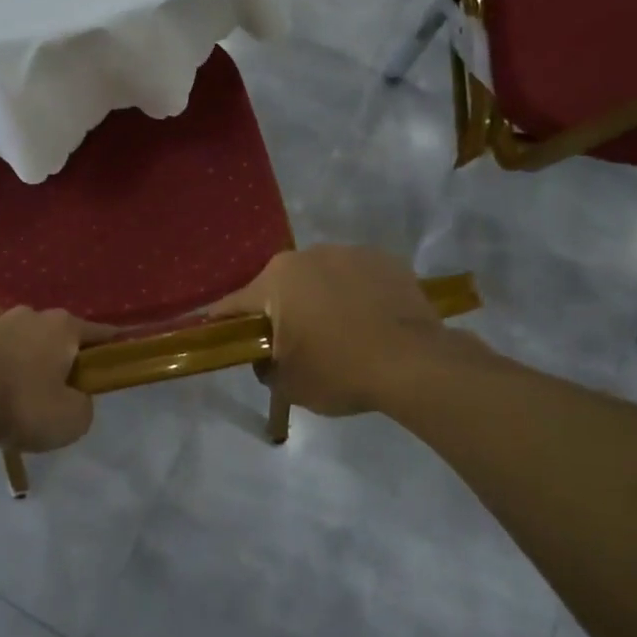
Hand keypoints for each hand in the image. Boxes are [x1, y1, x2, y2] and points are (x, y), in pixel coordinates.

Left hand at [0, 309, 111, 452]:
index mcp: (64, 327)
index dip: (111, 346)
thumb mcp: (71, 419)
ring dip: (26, 358)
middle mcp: (32, 315)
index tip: (118, 355)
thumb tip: (75, 397)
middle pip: (57, 335)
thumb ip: (83, 405)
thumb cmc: (22, 405)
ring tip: (21, 391)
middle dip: (62, 356)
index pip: (99, 333)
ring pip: (22, 340)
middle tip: (61, 388)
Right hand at [212, 245, 461, 416]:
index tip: (221, 335)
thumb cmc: (339, 371)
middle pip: (281, 286)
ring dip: (320, 299)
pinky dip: (356, 295)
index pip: (236, 303)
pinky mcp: (386, 260)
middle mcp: (308, 255)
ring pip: (321, 278)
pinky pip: (358, 278)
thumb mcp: (288, 384)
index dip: (225, 323)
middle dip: (281, 311)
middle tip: (293, 344)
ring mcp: (349, 253)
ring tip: (339, 332)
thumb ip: (266, 367)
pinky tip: (369, 322)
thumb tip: (266, 359)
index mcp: (276, 280)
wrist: (415, 364)